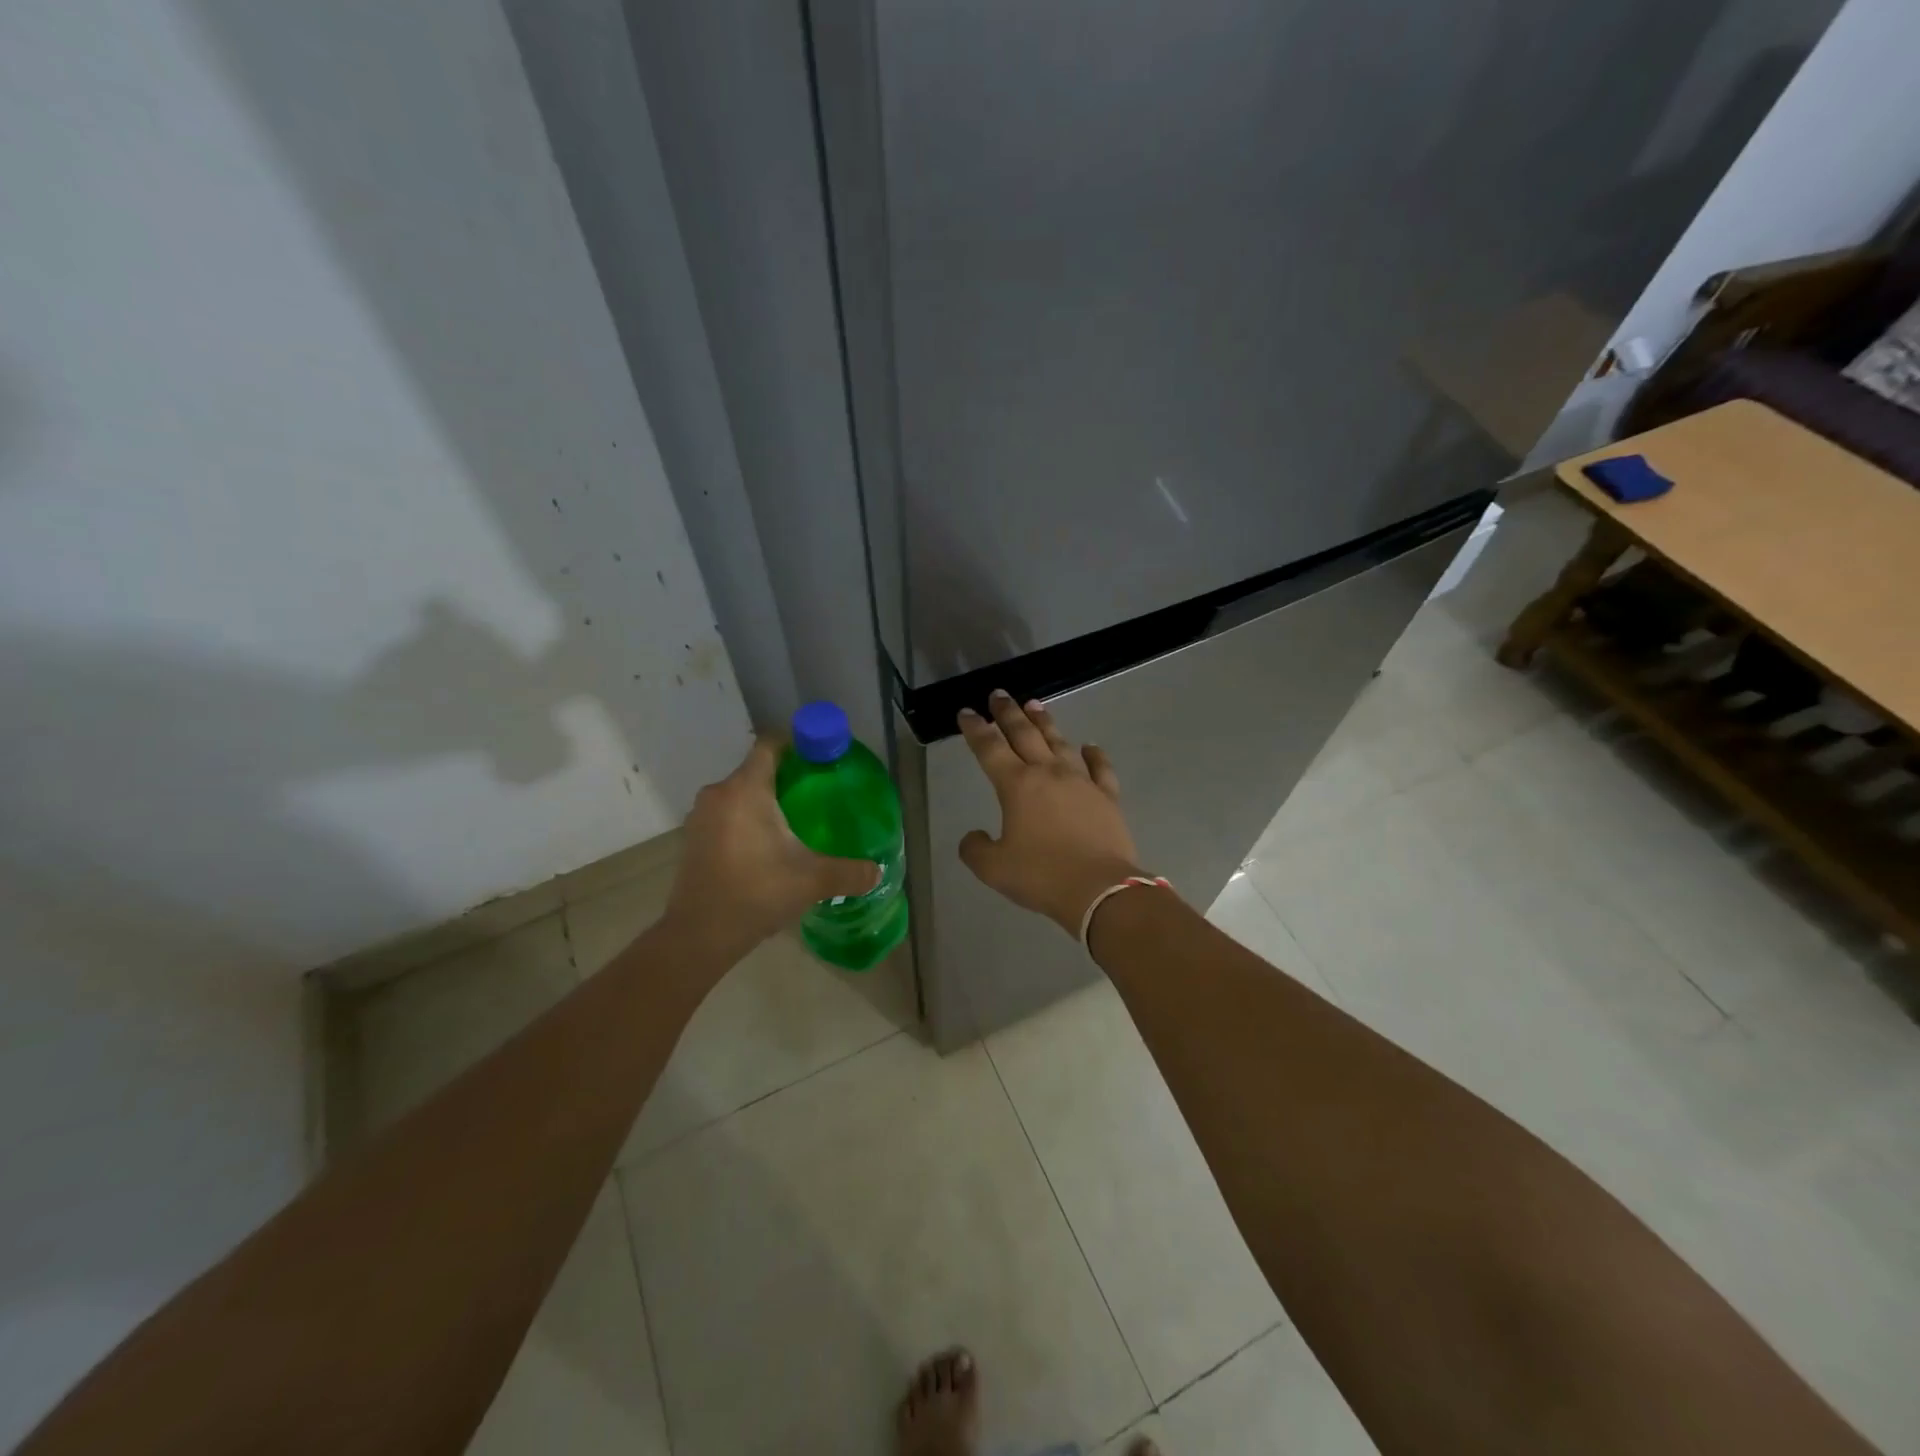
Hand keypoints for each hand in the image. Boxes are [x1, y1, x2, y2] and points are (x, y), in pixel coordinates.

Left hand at [664, 737, 879, 961]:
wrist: (698, 935)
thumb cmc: (756, 893)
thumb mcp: (812, 880)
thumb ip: (850, 872)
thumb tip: (877, 872)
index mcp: (746, 790)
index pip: (770, 745)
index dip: (796, 745)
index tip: (821, 759)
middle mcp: (719, 794)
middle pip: (757, 770)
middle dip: (787, 778)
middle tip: (818, 795)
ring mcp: (701, 816)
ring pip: (740, 794)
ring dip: (765, 802)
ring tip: (796, 822)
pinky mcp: (694, 838)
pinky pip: (727, 815)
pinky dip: (747, 821)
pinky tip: (767, 847)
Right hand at [957, 691, 1143, 935]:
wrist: (1100, 889)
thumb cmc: (1041, 876)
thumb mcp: (993, 869)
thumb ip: (975, 849)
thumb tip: (973, 836)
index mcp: (1016, 785)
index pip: (989, 748)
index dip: (975, 729)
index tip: (967, 712)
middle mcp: (1048, 773)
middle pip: (1024, 734)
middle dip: (1008, 713)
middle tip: (998, 694)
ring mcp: (1081, 782)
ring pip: (1059, 742)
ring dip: (1045, 722)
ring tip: (1034, 705)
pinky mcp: (1107, 797)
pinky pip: (1100, 768)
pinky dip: (1094, 755)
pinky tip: (1089, 746)